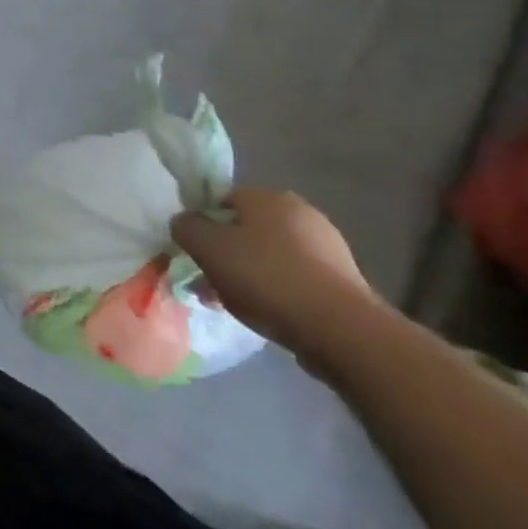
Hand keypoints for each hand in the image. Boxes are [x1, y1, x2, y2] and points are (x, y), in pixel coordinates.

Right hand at [171, 188, 387, 377]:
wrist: (343, 331)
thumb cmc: (266, 277)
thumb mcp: (207, 247)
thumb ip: (186, 227)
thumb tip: (184, 223)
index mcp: (267, 196)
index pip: (221, 199)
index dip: (202, 224)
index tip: (193, 252)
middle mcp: (300, 213)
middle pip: (246, 229)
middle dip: (225, 253)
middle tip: (209, 281)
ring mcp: (327, 248)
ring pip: (270, 256)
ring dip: (248, 275)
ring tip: (232, 304)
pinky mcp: (343, 282)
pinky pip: (294, 279)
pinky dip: (277, 291)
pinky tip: (266, 313)